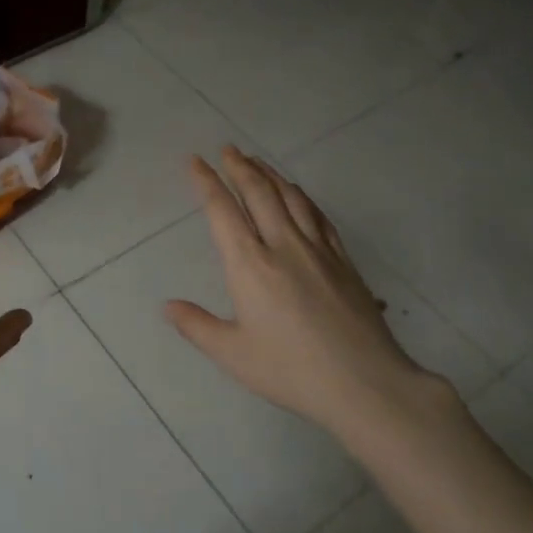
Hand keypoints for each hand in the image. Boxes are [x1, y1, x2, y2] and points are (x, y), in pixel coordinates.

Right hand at [166, 148, 454, 448]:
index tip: (195, 161)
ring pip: (291, 198)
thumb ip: (197, 326)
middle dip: (240, 167)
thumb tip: (167, 306)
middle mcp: (283, 246)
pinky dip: (302, 197)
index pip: (223, 211)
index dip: (207, 182)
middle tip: (227, 149)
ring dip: (271, 174)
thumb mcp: (233, 354)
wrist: (365, 383)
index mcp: (250, 265)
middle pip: (259, 193)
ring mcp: (318, 250)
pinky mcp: (343, 261)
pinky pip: (319, 216)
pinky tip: (299, 194)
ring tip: (257, 161)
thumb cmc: (291, 370)